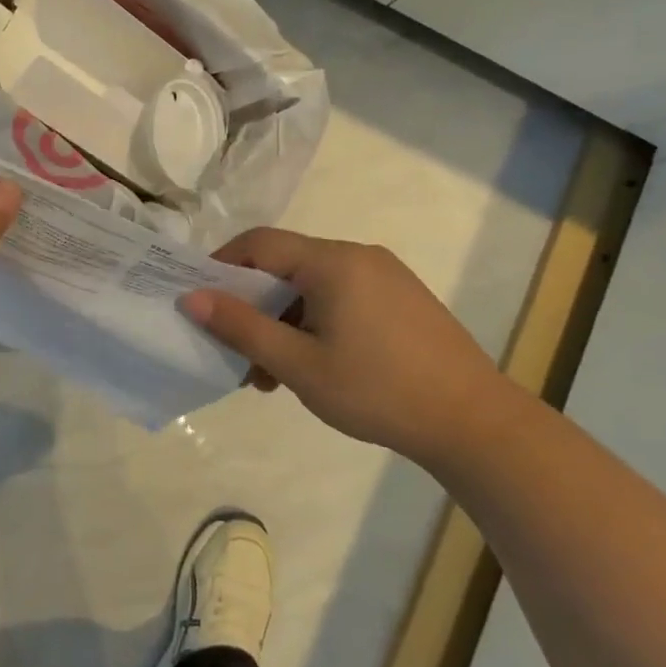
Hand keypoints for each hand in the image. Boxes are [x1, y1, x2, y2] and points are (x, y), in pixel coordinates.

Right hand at [183, 228, 528, 464]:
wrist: (474, 423)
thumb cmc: (377, 390)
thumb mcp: (298, 364)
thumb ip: (242, 327)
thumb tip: (190, 298)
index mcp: (333, 261)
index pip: (259, 243)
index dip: (221, 265)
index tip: (198, 300)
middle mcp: (358, 256)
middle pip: (285, 266)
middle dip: (253, 305)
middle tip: (236, 351)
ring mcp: (385, 277)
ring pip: (312, 287)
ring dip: (282, 321)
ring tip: (271, 374)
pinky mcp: (401, 300)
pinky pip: (341, 299)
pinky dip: (314, 324)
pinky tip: (312, 367)